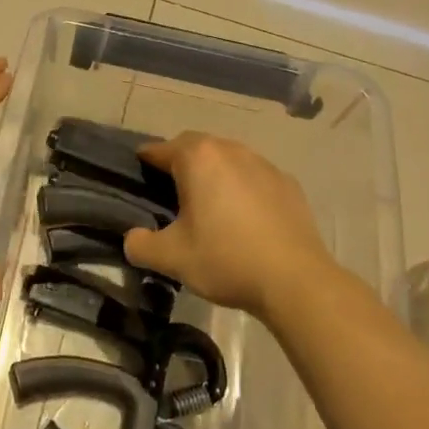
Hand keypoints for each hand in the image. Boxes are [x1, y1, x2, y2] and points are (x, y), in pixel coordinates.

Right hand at [124, 132, 334, 319]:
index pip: (160, 149)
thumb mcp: (172, 258)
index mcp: (198, 158)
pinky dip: (242, 187)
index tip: (138, 173)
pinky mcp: (288, 183)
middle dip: (180, 162)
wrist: (296, 281)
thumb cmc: (226, 259)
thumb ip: (141, 245)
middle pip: (195, 146)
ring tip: (208, 203)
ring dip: (213, 172)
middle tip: (169, 190)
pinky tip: (243, 216)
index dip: (145, 160)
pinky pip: (254, 176)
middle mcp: (230, 150)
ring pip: (227, 158)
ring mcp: (263, 164)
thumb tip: (131, 238)